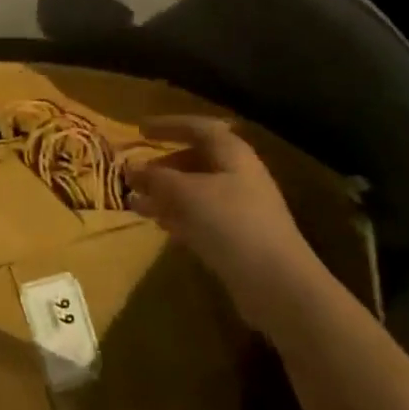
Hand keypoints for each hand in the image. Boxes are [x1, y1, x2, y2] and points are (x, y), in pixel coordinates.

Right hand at [126, 116, 307, 315]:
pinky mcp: (238, 238)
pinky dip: (179, 216)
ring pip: (196, 191)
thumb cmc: (230, 222)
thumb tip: (131, 168)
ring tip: (136, 203)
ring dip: (166, 194)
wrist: (276, 283)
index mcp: (231, 153)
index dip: (168, 125)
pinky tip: (160, 225)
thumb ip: (155, 178)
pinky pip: (202, 217)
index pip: (197, 127)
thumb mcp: (185, 193)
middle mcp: (238, 175)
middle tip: (136, 174)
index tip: (140, 130)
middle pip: (197, 160)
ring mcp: (241, 208)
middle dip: (164, 165)